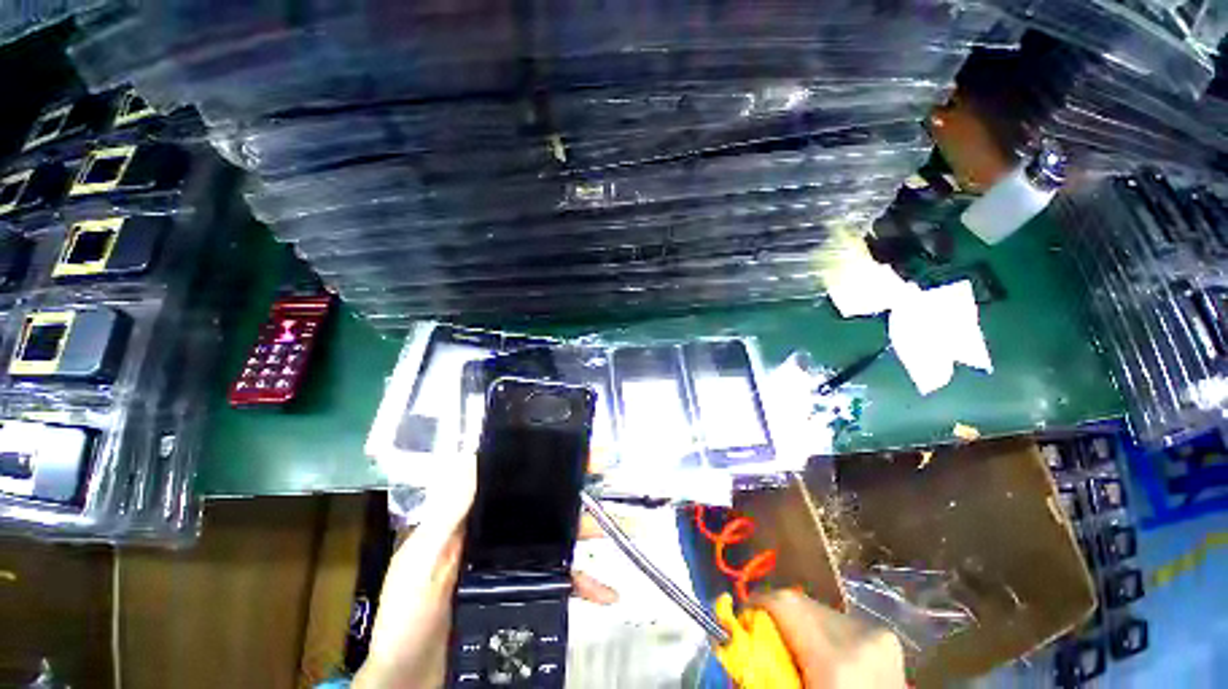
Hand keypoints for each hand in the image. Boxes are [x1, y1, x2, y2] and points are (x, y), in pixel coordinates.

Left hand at [354, 454, 614, 688]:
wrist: (410, 684)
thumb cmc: (407, 618)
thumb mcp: (420, 560)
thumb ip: (446, 515)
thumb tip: (474, 458)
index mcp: (476, 519)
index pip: (515, 478)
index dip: (546, 459)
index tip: (576, 448)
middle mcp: (501, 534)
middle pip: (546, 503)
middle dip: (579, 489)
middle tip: (609, 476)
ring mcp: (516, 564)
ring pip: (561, 537)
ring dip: (593, 532)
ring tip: (623, 530)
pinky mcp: (527, 593)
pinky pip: (562, 582)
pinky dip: (587, 583)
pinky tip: (608, 592)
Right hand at [757, 590, 905, 688]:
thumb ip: (765, 669)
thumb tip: (733, 637)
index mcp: (836, 659)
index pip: (786, 602)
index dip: (758, 602)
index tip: (743, 616)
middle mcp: (860, 635)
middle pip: (802, 602)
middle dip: (778, 614)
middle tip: (764, 634)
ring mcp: (879, 635)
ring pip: (820, 608)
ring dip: (801, 621)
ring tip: (794, 646)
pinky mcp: (887, 638)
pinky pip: (840, 620)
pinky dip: (823, 630)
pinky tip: (821, 651)